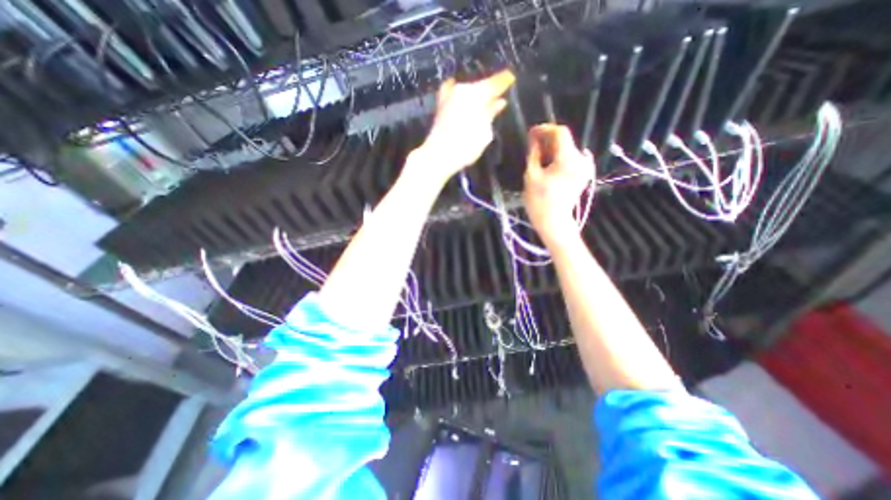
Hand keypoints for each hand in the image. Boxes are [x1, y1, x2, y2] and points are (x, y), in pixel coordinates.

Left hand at [410, 68, 515, 181]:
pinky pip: (455, 93)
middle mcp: (463, 88)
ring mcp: (449, 95)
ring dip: (475, 93)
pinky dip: (462, 96)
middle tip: (497, 94)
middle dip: (489, 89)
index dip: (504, 80)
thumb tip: (499, 102)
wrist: (439, 155)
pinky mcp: (440, 105)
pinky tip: (464, 101)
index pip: (495, 82)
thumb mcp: (485, 132)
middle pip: (480, 85)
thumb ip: (491, 114)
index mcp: (477, 93)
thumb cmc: (466, 146)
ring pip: (467, 89)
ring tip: (483, 101)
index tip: (511, 78)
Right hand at [519, 123, 592, 241]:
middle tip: (531, 146)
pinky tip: (547, 165)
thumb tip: (533, 138)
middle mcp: (581, 159)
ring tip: (537, 157)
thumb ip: (534, 153)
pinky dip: (558, 158)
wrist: (553, 222)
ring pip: (567, 149)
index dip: (545, 129)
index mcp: (569, 159)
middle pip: (564, 140)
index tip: (531, 133)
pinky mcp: (583, 173)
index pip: (560, 132)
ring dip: (552, 149)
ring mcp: (584, 167)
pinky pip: (570, 158)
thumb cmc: (539, 201)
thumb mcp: (532, 175)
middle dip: (547, 140)